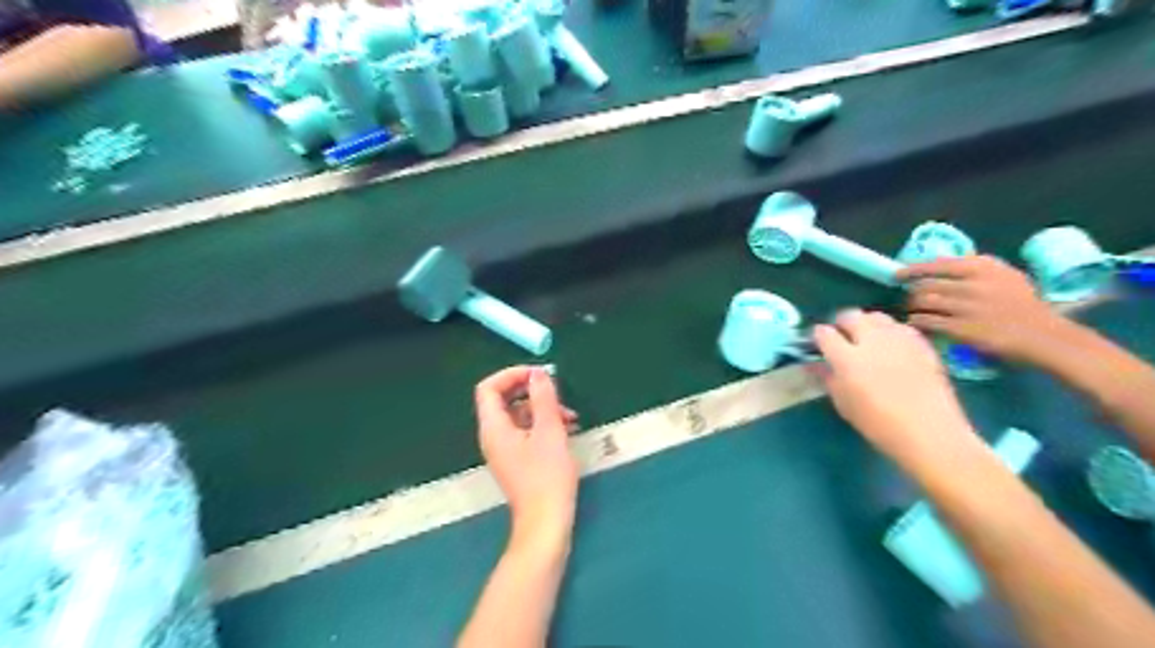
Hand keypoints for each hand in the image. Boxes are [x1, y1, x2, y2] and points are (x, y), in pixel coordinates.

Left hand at [473, 367, 577, 548]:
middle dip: (531, 391)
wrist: (546, 523)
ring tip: (571, 415)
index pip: (489, 388)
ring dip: (542, 409)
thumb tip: (537, 374)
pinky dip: (544, 424)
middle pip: (503, 400)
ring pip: (518, 416)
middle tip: (557, 390)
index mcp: (494, 427)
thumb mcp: (550, 431)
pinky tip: (568, 428)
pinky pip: (526, 431)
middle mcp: (493, 436)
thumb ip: (543, 398)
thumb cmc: (547, 476)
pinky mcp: (518, 460)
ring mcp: (505, 450)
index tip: (538, 375)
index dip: (511, 374)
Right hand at [812, 312, 983, 472]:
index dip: (818, 337)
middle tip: (842, 338)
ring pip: (876, 316)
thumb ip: (828, 378)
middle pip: (850, 315)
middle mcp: (872, 341)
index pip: (824, 333)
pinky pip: (899, 327)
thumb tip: (817, 363)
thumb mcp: (843, 403)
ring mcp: (899, 339)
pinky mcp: (921, 342)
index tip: (818, 346)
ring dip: (866, 324)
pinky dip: (890, 332)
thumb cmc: (878, 424)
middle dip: (841, 324)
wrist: (930, 433)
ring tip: (867, 340)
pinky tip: (891, 349)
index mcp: (847, 358)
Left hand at [901, 252, 1072, 364]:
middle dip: (911, 292)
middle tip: (907, 299)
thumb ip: (975, 270)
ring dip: (911, 307)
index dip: (912, 270)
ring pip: (922, 301)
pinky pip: (926, 321)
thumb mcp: (1005, 276)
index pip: (936, 264)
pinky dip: (915, 321)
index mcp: (983, 267)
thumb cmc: (1024, 305)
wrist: (1046, 337)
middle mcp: (973, 283)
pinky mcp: (961, 328)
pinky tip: (915, 324)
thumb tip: (938, 266)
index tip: (897, 275)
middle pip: (924, 284)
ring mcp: (966, 306)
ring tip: (911, 311)